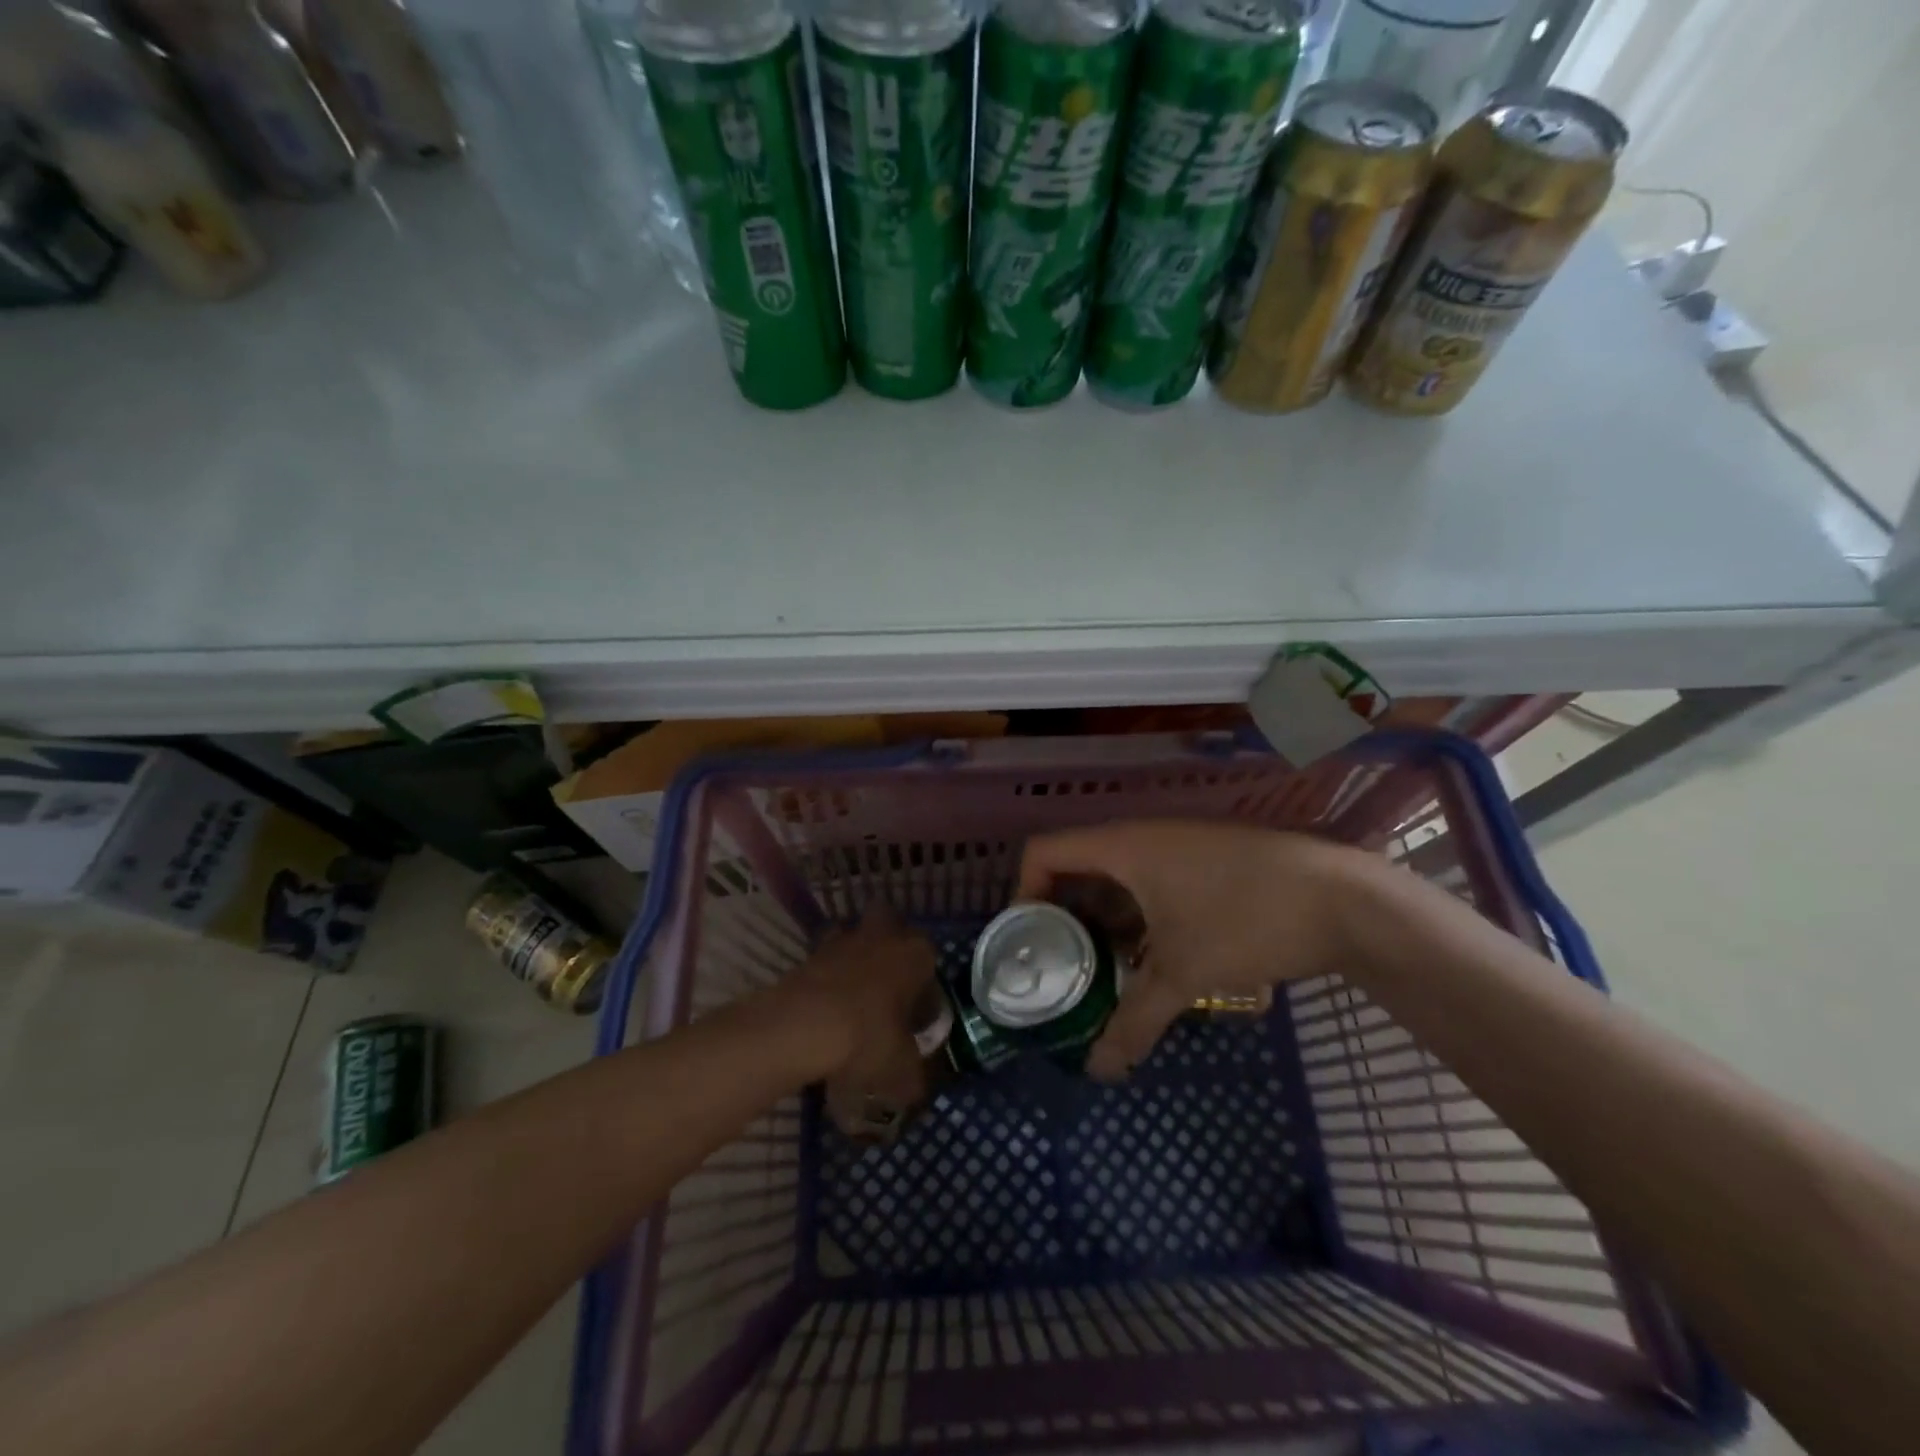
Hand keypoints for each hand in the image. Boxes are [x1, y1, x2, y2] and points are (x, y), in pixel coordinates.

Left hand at [774, 907, 940, 1139]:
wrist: (804, 1026)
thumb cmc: (869, 1038)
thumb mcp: (902, 1071)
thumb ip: (914, 1077)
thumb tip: (912, 1087)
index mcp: (916, 953)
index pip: (930, 962)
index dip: (924, 990)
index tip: (915, 1018)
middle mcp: (883, 935)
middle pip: (890, 926)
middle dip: (888, 948)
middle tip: (886, 988)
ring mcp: (842, 939)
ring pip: (853, 938)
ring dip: (853, 959)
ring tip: (851, 999)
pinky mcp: (809, 953)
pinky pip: (824, 961)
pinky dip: (825, 979)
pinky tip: (823, 1011)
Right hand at [1017, 821, 1367, 1081]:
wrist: (1344, 899)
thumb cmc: (1246, 920)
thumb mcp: (1183, 973)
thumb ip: (1134, 1021)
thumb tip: (1098, 1072)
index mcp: (1123, 846)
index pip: (1044, 851)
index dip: (1023, 892)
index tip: (1028, 942)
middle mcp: (1143, 837)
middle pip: (1077, 866)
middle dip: (1061, 916)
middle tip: (1056, 966)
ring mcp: (1178, 848)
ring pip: (1118, 880)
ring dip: (1102, 922)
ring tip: (1097, 973)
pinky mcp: (1206, 864)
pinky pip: (1150, 885)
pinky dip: (1137, 919)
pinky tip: (1148, 962)